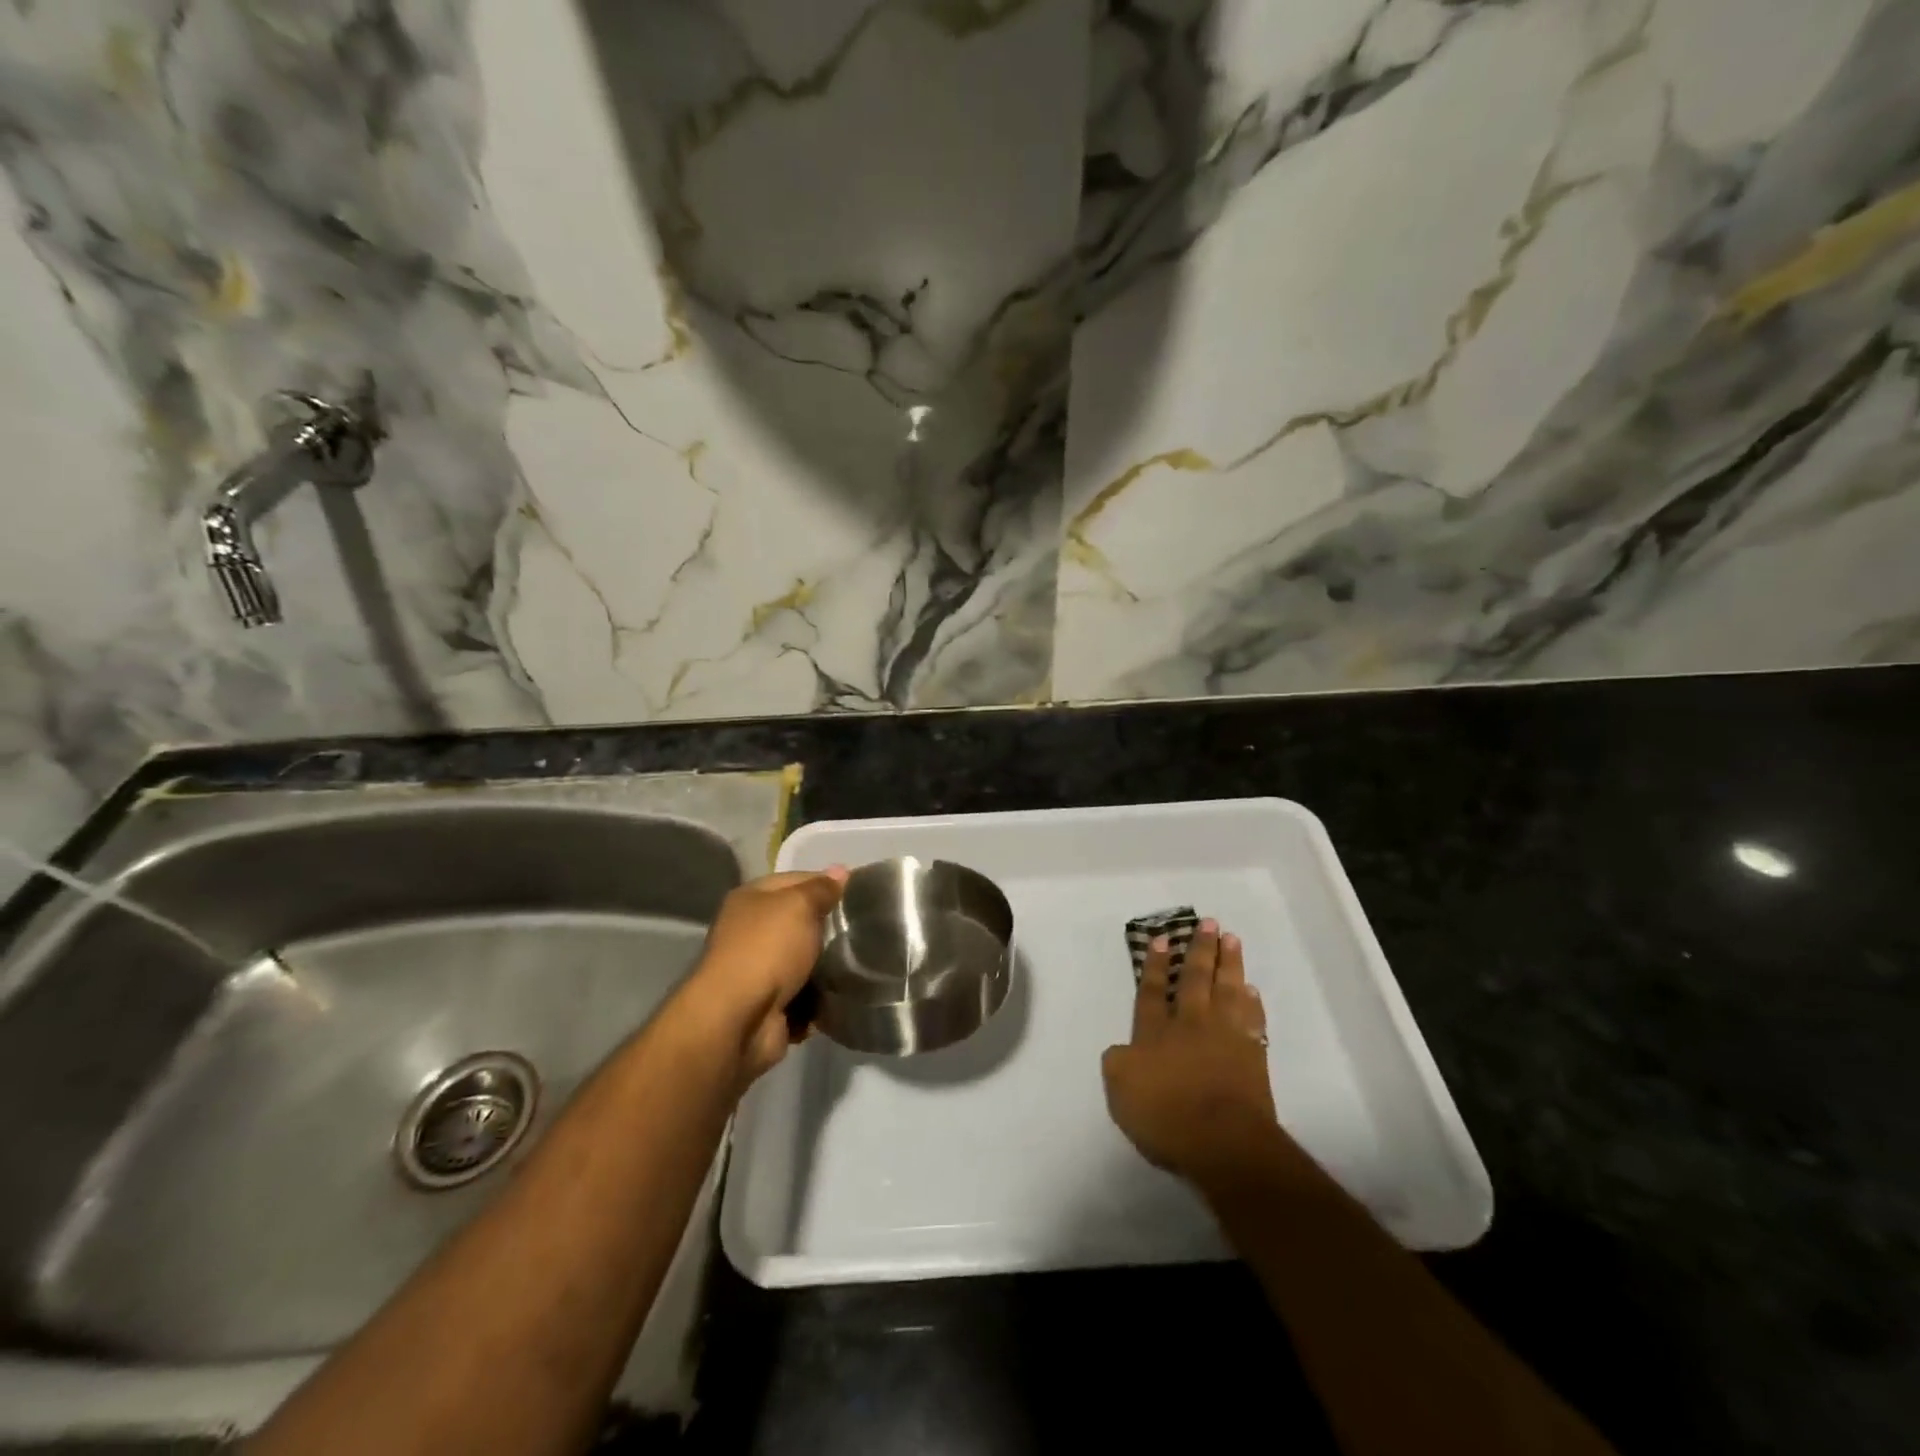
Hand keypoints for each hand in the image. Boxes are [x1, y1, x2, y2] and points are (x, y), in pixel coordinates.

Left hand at [685, 867, 846, 1083]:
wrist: (739, 1020)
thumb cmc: (768, 949)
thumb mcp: (800, 906)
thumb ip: (822, 889)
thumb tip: (840, 871)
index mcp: (751, 900)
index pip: (796, 881)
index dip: (826, 884)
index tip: (858, 894)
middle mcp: (749, 932)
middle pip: (800, 923)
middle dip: (828, 930)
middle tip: (860, 932)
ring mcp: (758, 972)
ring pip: (804, 962)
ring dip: (827, 968)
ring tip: (857, 967)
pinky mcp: (769, 1007)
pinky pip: (804, 997)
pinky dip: (818, 1001)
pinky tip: (839, 997)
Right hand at [1102, 921, 1281, 1188]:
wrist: (1224, 1143)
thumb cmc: (1167, 1117)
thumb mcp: (1121, 1092)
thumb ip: (1117, 1063)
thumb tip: (1122, 1049)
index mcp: (1154, 1032)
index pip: (1152, 991)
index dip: (1155, 964)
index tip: (1162, 938)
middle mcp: (1190, 1024)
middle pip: (1195, 979)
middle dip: (1200, 949)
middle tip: (1208, 923)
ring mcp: (1225, 1037)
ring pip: (1228, 989)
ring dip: (1230, 963)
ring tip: (1232, 939)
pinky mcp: (1253, 1056)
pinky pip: (1253, 1019)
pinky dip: (1251, 1002)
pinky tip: (1251, 989)